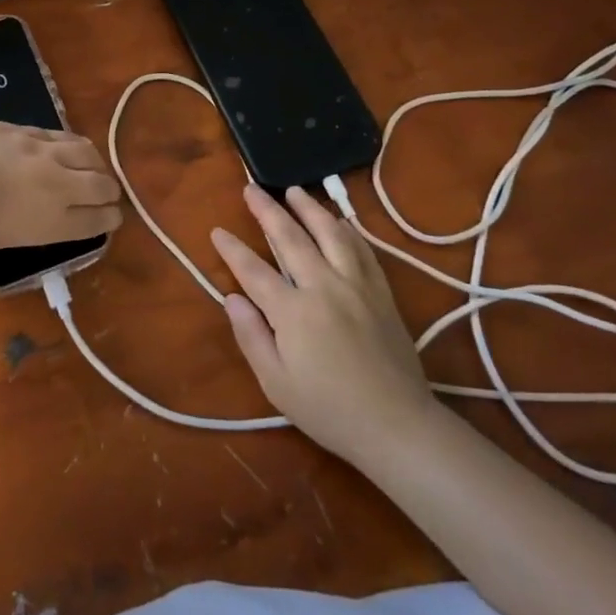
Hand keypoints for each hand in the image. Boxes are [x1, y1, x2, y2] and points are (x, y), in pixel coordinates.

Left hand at [0, 122, 121, 270]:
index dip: (109, 219)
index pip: (96, 221)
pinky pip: (59, 134)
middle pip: (101, 185)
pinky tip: (65, 145)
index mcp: (51, 225)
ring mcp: (43, 153)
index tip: (113, 218)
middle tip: (107, 194)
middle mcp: (58, 188)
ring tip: (93, 165)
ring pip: (87, 153)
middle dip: (109, 191)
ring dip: (95, 162)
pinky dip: (68, 143)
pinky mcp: (26, 129)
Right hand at [214, 183, 433, 463]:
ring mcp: (357, 286)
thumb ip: (251, 336)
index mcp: (293, 312)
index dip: (232, 249)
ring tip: (294, 190)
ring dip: (310, 208)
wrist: (397, 426)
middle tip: (251, 188)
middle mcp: (324, 287)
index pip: (254, 270)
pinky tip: (339, 220)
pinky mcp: (382, 292)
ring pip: (331, 233)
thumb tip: (231, 297)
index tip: (217, 231)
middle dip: (268, 210)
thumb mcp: (276, 383)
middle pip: (291, 238)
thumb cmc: (329, 411)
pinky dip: (347, 229)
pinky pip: (362, 249)